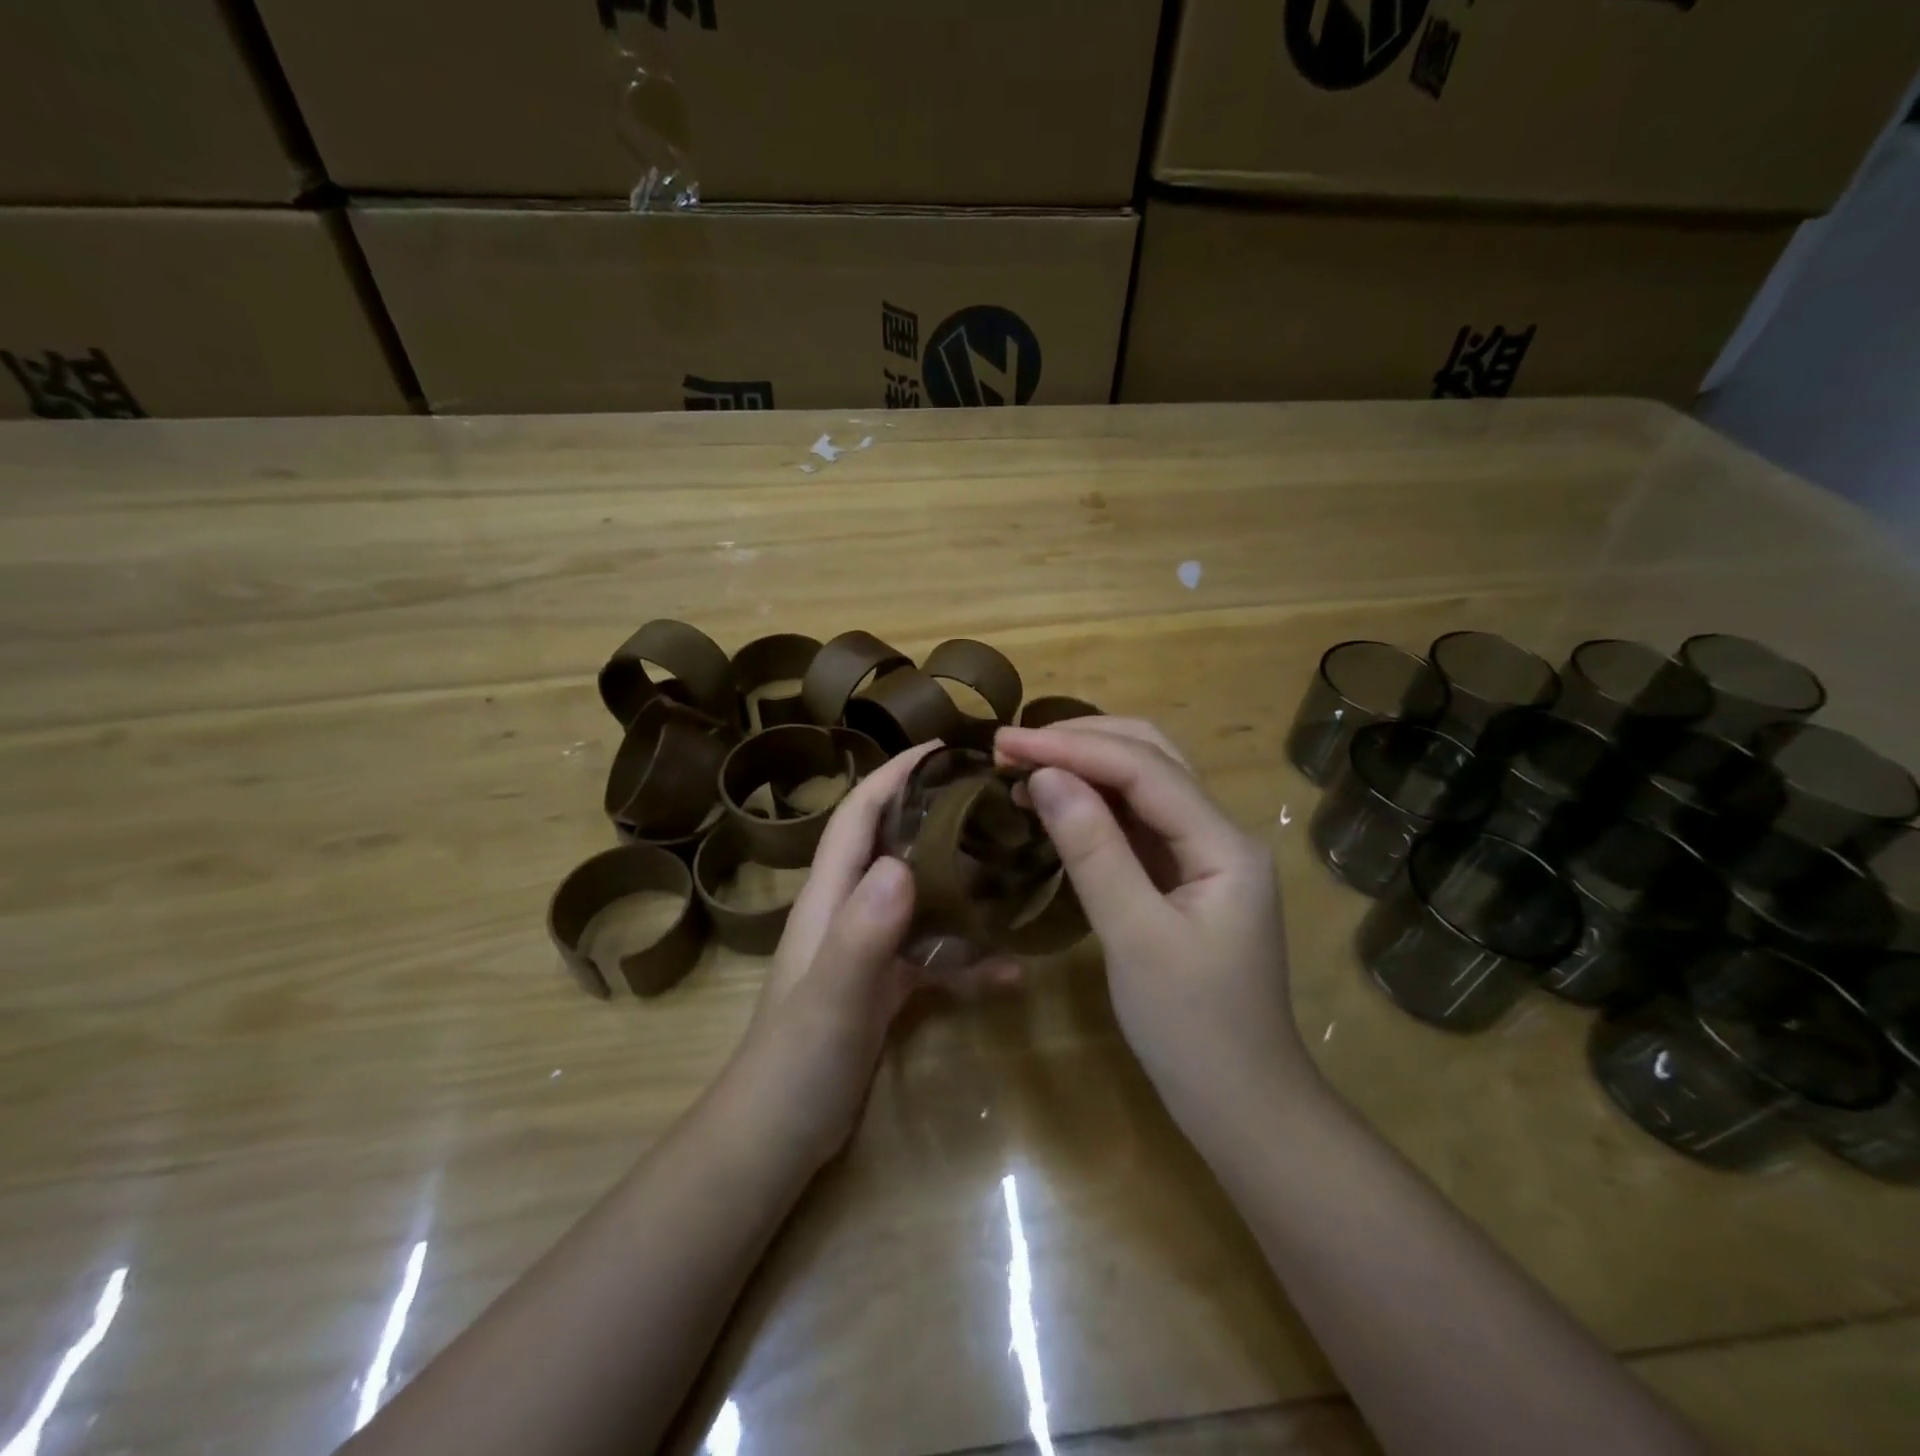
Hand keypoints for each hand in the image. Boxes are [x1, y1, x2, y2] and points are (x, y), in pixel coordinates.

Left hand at [727, 741, 1013, 1170]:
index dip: (894, 774)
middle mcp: (848, 911)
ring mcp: (867, 950)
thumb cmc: (796, 1063)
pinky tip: (1009, 971)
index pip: (859, 815)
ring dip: (959, 881)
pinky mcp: (884, 987)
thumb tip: (902, 865)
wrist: (775, 1141)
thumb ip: (862, 932)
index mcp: (829, 898)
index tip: (943, 747)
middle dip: (936, 813)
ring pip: (919, 897)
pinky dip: (966, 955)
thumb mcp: (833, 996)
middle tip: (996, 799)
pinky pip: (932, 955)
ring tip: (1015, 866)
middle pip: (894, 844)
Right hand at [995, 718, 1311, 1122]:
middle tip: (1013, 747)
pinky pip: (1138, 822)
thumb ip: (1093, 851)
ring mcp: (1204, 855)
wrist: (1242, 1105)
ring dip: (1086, 766)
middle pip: (1153, 758)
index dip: (1072, 748)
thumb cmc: (1192, 1030)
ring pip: (1145, 785)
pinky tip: (1057, 804)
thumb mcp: (1135, 938)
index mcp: (1224, 844)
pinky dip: (1094, 804)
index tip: (1005, 743)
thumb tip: (1045, 777)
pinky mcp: (1184, 878)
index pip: (1144, 769)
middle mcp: (1220, 834)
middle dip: (1082, 742)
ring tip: (1025, 766)